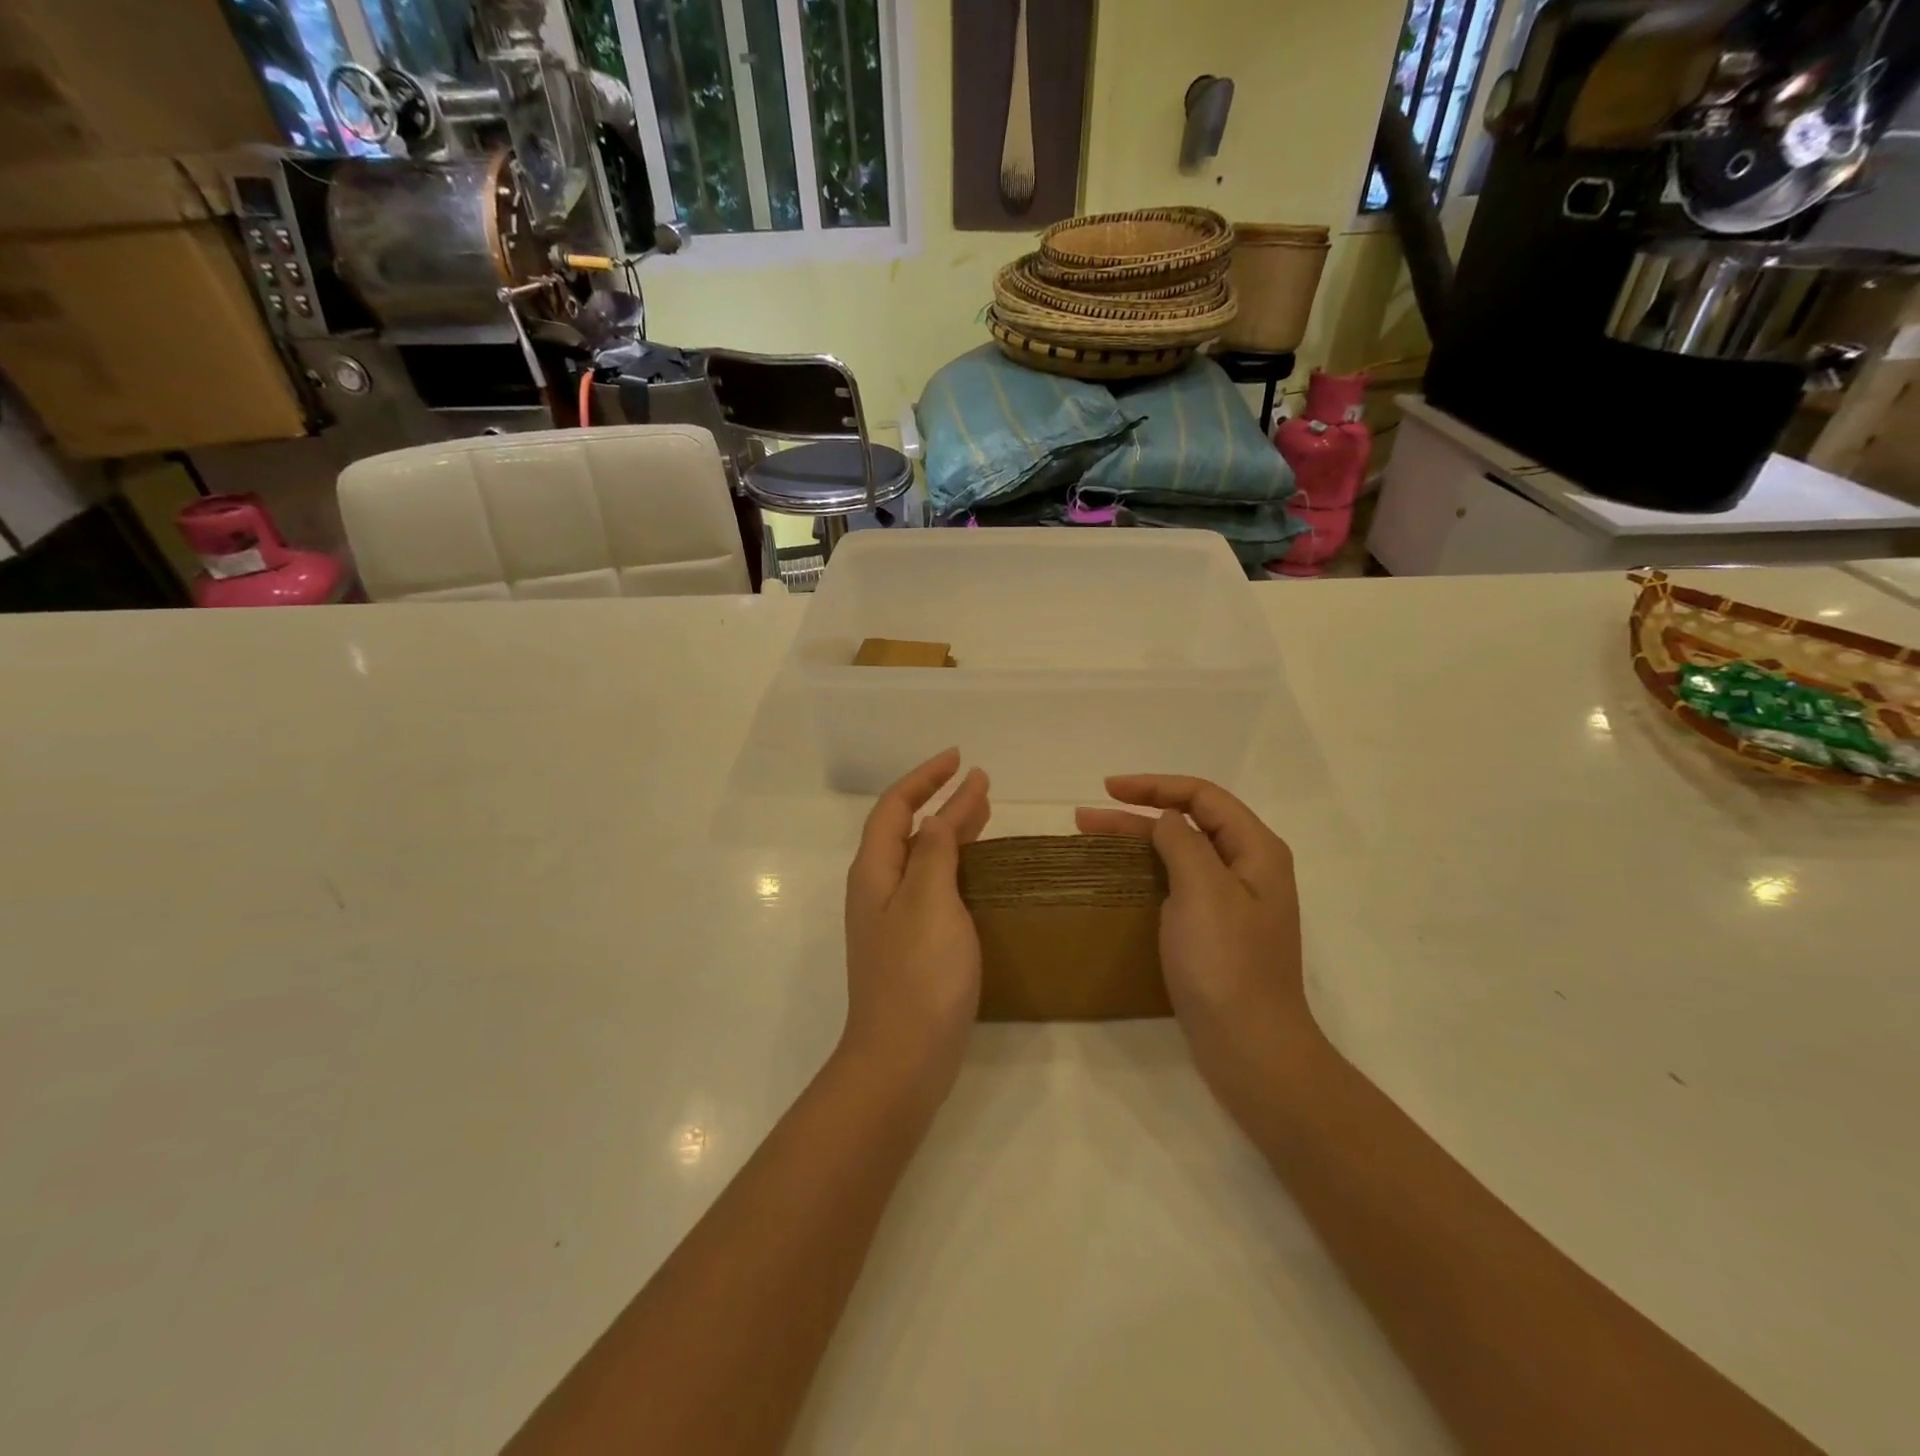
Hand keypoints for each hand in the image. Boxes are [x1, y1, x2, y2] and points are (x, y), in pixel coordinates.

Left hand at [842, 749, 991, 1101]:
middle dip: (941, 799)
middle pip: (908, 829)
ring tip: (983, 812)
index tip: (960, 759)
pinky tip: (976, 871)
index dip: (925, 778)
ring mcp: (894, 919)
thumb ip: (934, 853)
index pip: (895, 807)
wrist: (902, 1059)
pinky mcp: (912, 945)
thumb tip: (938, 816)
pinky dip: (955, 866)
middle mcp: (878, 889)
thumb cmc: (919, 975)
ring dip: (950, 830)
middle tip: (980, 782)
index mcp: (875, 872)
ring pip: (922, 858)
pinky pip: (933, 887)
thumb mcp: (929, 902)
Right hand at [1076, 776, 1313, 1074]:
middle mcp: (1248, 869)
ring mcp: (1232, 902)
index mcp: (1256, 850)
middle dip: (1138, 813)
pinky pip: (1177, 884)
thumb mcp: (1203, 891)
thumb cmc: (1227, 965)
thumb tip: (1167, 819)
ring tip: (1091, 839)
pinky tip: (1120, 878)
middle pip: (1190, 822)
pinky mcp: (1215, 931)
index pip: (1203, 796)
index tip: (1108, 790)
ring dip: (1138, 841)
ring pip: (1180, 853)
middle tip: (1085, 817)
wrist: (1251, 1048)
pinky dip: (1147, 871)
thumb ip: (1183, 842)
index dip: (1155, 786)